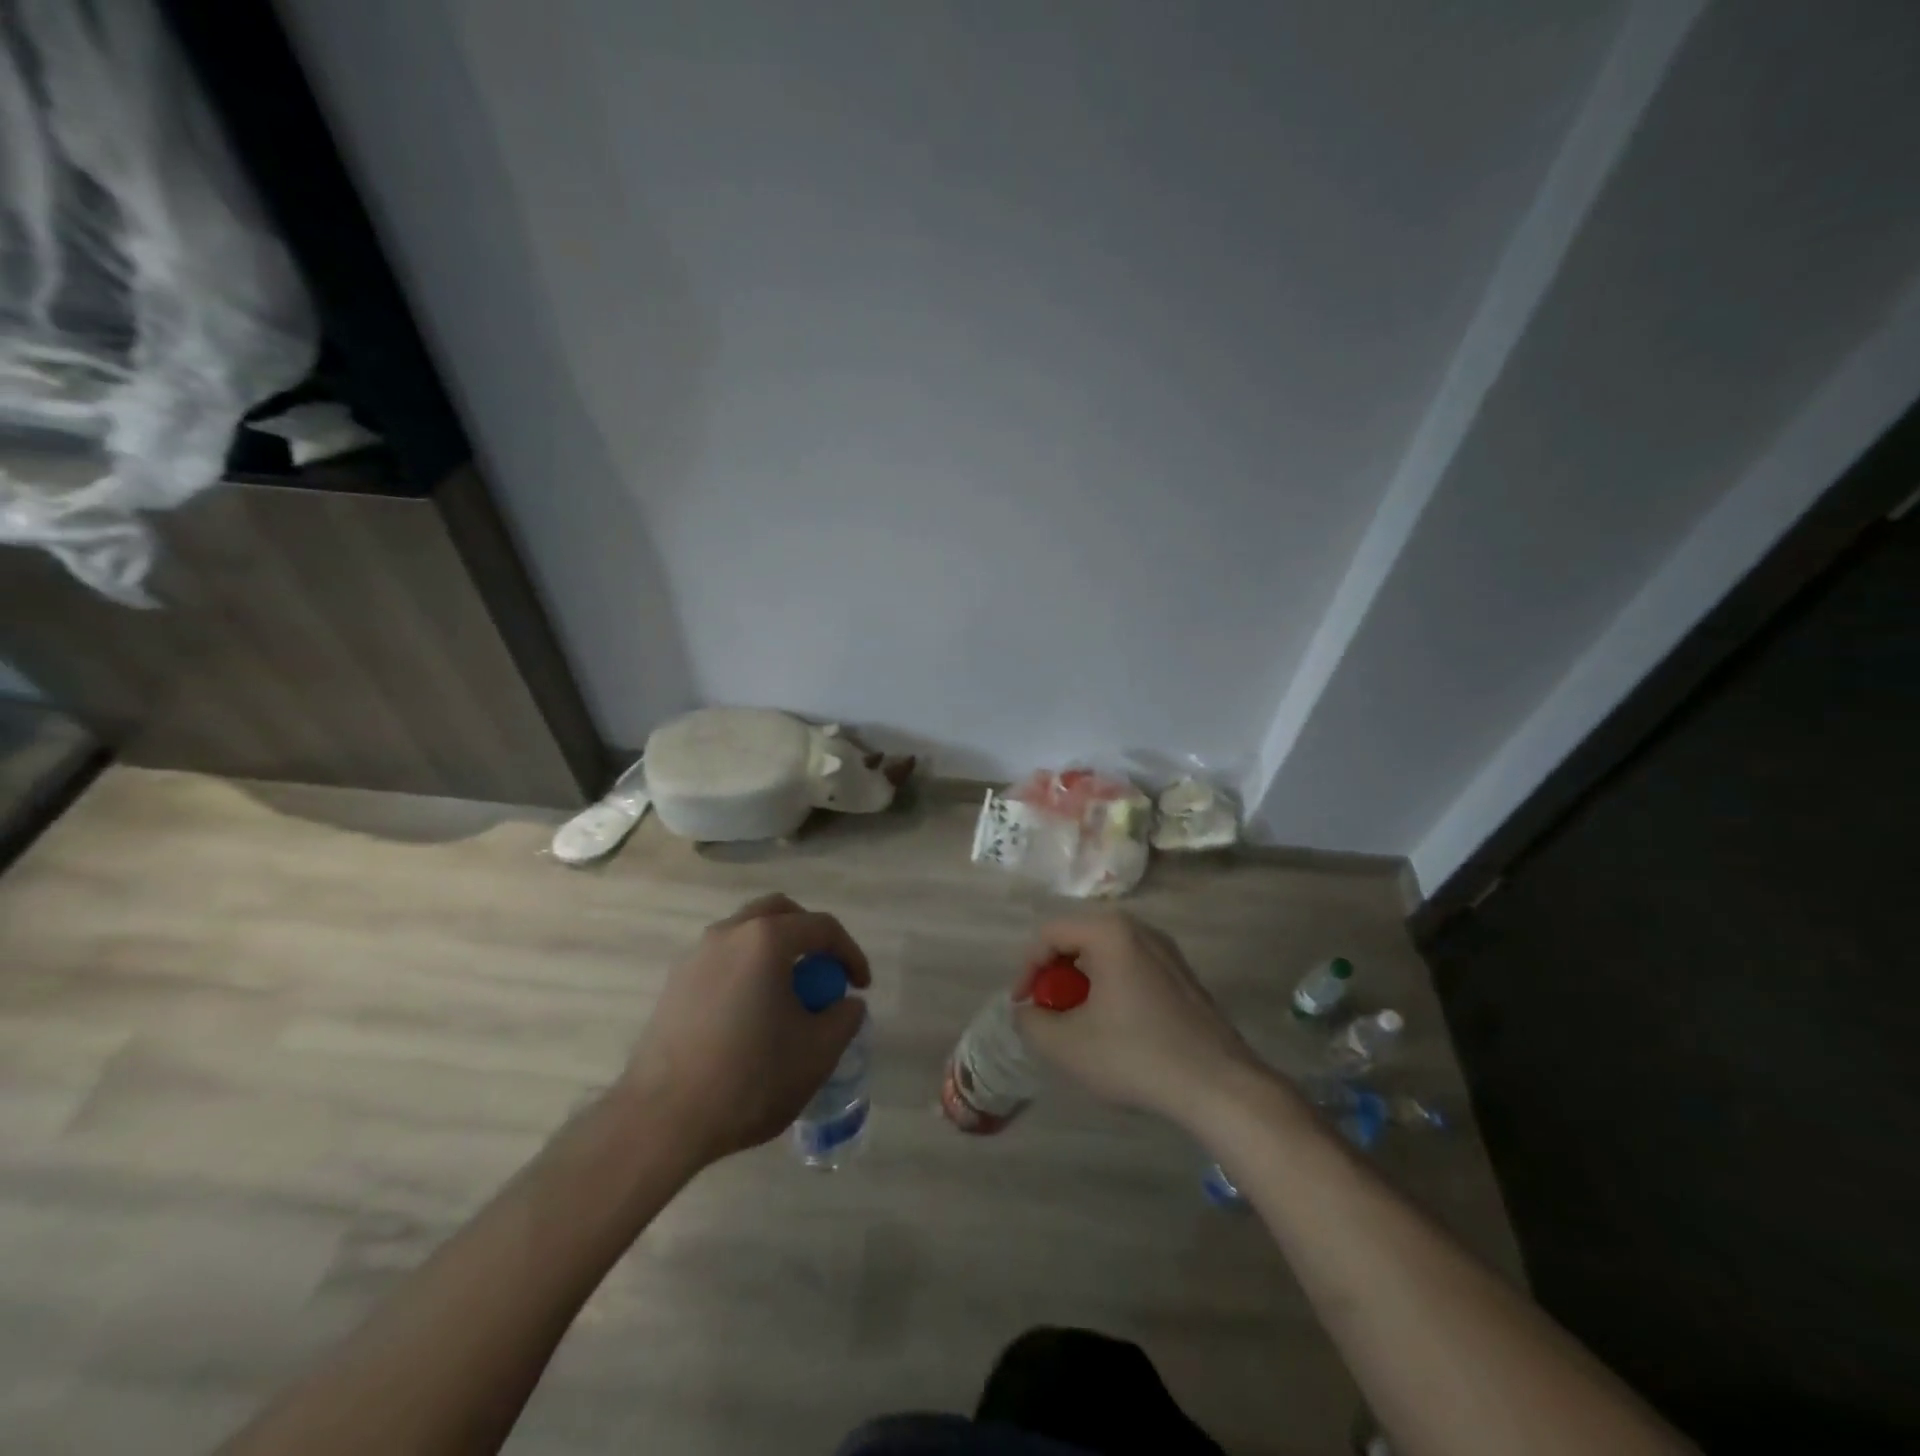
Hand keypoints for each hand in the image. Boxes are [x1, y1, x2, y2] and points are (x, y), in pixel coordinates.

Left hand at [620, 894, 870, 1163]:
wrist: (662, 1119)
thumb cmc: (750, 1078)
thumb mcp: (818, 1052)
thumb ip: (845, 1018)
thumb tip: (847, 1003)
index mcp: (767, 939)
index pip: (823, 928)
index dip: (850, 954)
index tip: (861, 987)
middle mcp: (729, 933)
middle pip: (780, 913)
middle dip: (810, 936)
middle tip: (823, 972)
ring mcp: (696, 955)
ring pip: (747, 932)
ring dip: (775, 951)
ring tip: (788, 994)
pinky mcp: (675, 983)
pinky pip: (723, 958)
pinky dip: (747, 969)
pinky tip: (751, 1013)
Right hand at [1013, 914, 1257, 1123]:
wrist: (1219, 1086)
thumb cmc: (1136, 1056)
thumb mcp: (1066, 1045)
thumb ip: (1031, 1022)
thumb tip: (1027, 1010)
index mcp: (1110, 932)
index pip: (1049, 933)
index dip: (1027, 968)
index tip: (1023, 1006)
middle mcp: (1140, 928)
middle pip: (1079, 939)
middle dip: (1055, 975)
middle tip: (1050, 1012)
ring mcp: (1167, 950)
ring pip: (1106, 954)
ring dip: (1082, 983)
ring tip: (1079, 1023)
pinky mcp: (1183, 975)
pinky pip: (1131, 967)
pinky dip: (1111, 988)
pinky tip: (1115, 1029)